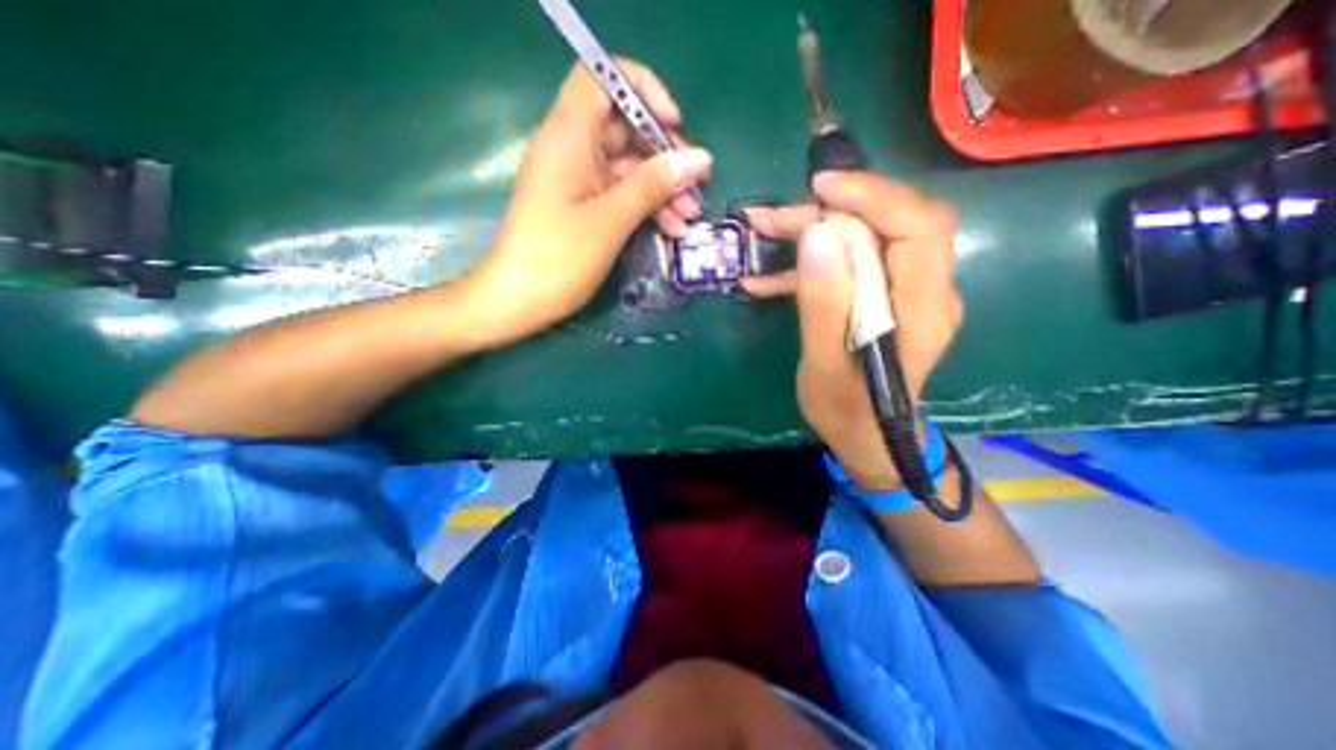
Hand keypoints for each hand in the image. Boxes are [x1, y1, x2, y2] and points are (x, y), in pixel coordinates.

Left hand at [466, 60, 709, 347]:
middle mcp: (573, 149)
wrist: (519, 301)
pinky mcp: (584, 206)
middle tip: (696, 185)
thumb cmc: (558, 258)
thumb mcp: (611, 219)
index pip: (604, 77)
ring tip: (690, 217)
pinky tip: (672, 228)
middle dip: (665, 155)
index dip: (643, 90)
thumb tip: (699, 158)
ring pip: (630, 167)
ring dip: (663, 188)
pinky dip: (647, 206)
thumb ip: (654, 185)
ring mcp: (579, 180)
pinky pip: (622, 194)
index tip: (674, 123)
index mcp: (568, 135)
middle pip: (626, 128)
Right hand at [747, 169, 965, 485]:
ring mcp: (903, 293)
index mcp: (922, 307)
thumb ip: (825, 304)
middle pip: (889, 225)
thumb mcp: (827, 364)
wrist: (864, 435)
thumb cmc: (846, 410)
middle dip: (831, 212)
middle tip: (774, 218)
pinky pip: (850, 267)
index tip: (820, 188)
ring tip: (763, 232)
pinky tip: (765, 278)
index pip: (917, 226)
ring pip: (865, 240)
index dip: (872, 196)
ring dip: (814, 233)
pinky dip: (809, 266)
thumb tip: (818, 235)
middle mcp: (925, 290)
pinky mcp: (881, 299)